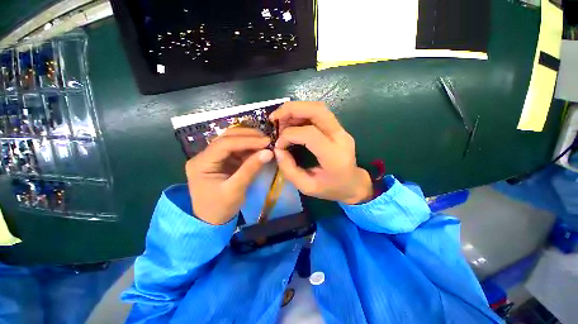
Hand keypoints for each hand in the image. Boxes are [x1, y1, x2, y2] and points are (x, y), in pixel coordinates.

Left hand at [185, 128, 272, 224]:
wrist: (212, 221)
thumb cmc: (220, 208)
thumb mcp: (236, 190)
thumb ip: (251, 169)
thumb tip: (268, 152)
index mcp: (201, 163)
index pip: (224, 144)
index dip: (246, 141)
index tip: (266, 141)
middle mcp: (204, 156)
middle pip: (226, 137)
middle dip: (248, 136)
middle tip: (267, 139)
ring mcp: (213, 157)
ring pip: (231, 140)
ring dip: (249, 140)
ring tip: (265, 142)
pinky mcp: (222, 160)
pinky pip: (236, 149)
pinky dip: (249, 148)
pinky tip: (259, 149)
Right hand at [270, 102, 372, 204]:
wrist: (353, 184)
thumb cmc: (331, 189)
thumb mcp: (307, 187)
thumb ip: (289, 169)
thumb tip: (278, 150)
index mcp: (334, 156)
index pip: (310, 134)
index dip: (289, 135)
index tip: (279, 144)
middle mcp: (340, 138)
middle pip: (317, 111)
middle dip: (292, 109)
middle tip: (274, 118)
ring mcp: (341, 130)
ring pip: (318, 108)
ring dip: (296, 109)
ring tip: (281, 120)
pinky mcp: (339, 128)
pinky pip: (319, 113)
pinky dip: (302, 113)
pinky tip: (291, 121)